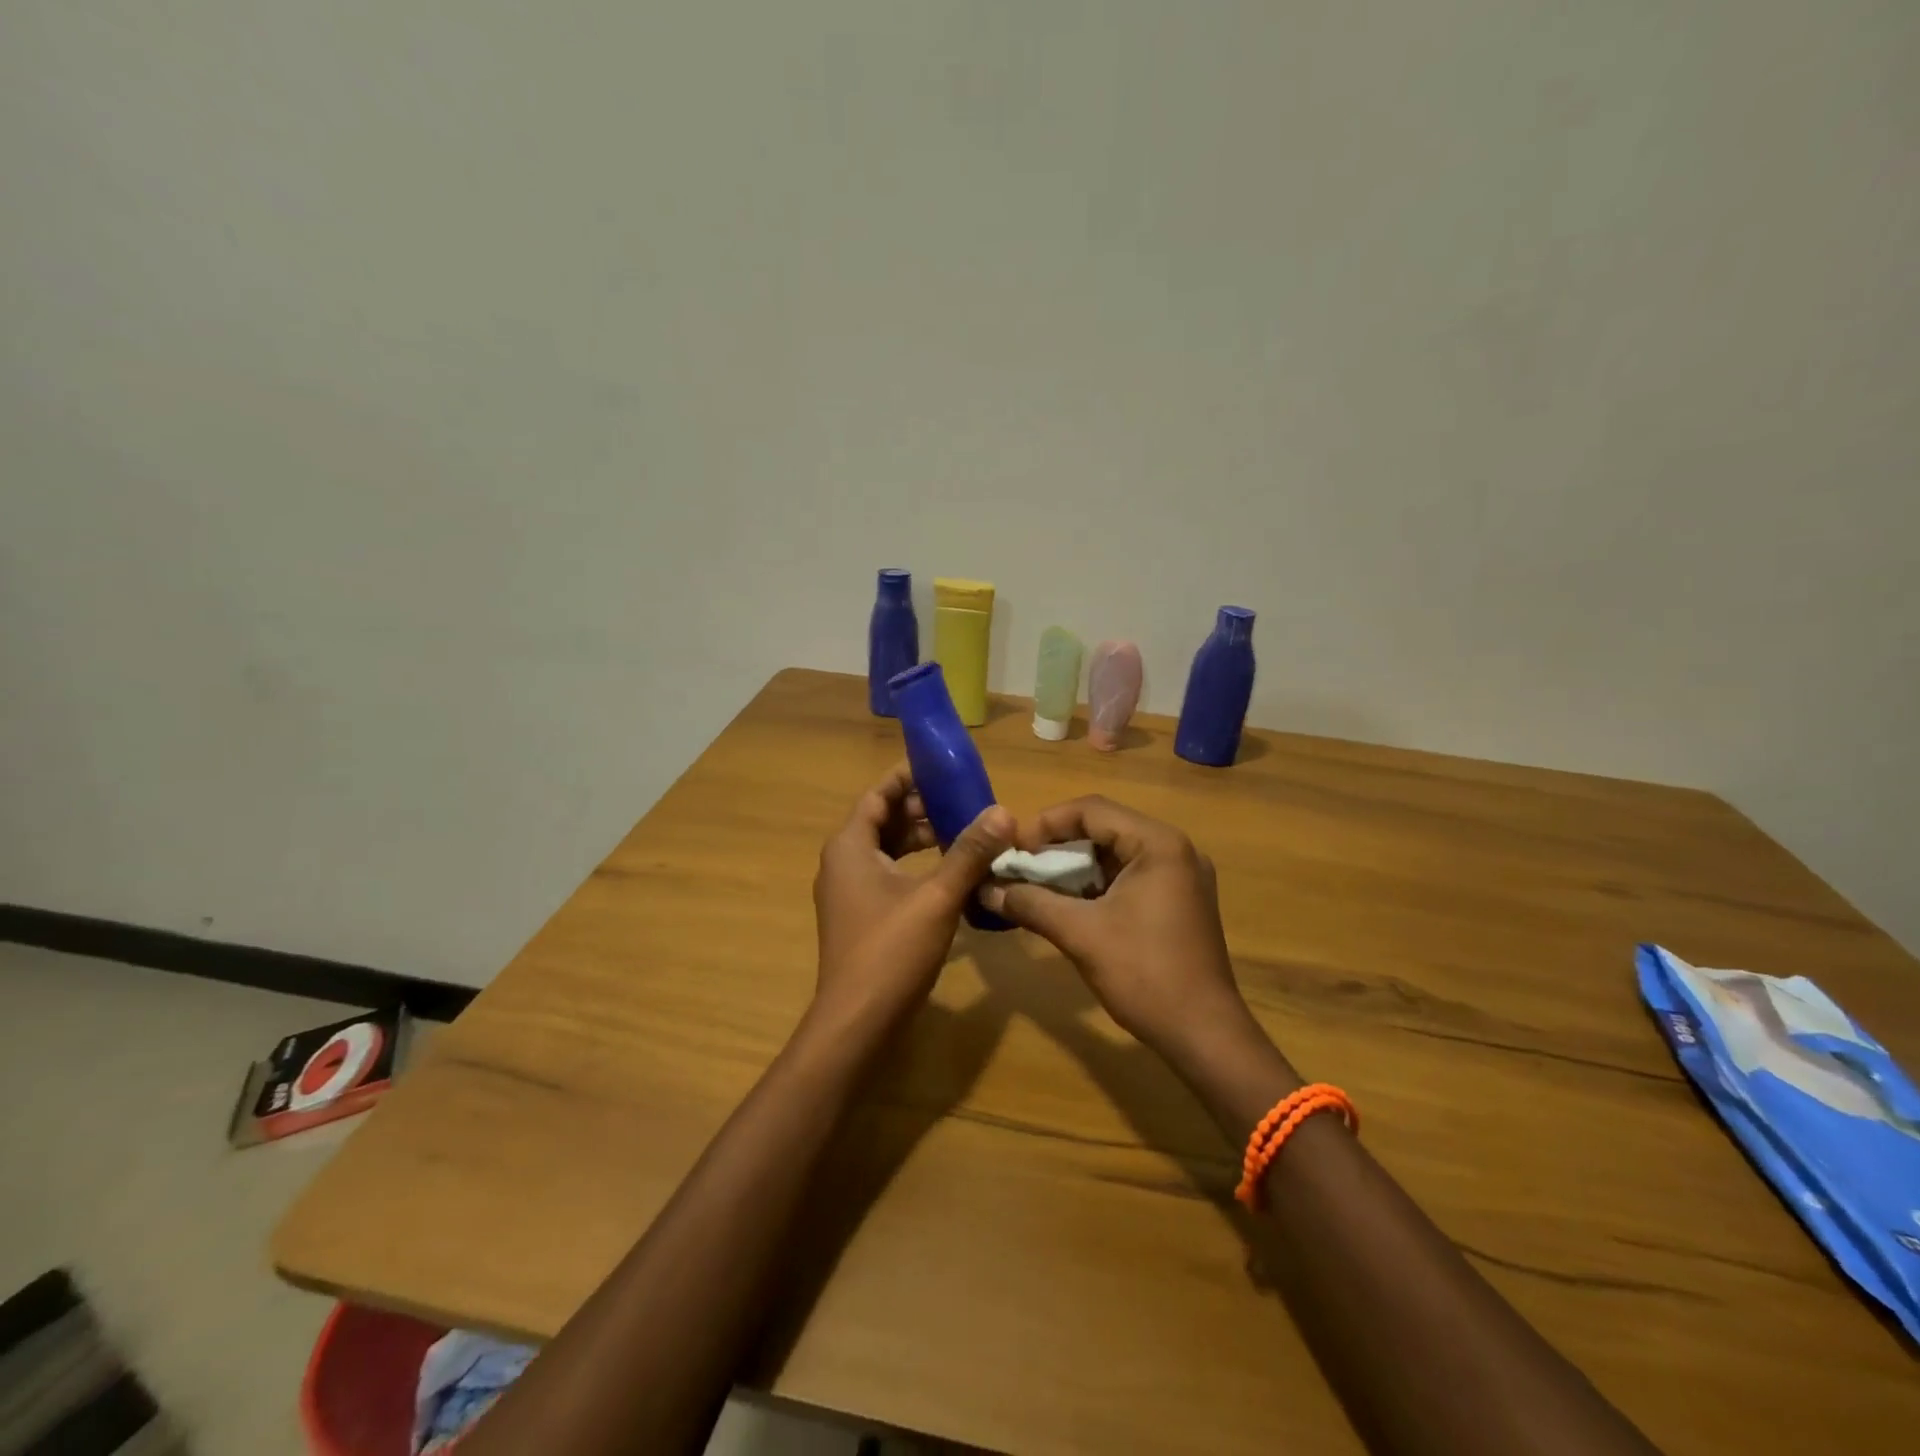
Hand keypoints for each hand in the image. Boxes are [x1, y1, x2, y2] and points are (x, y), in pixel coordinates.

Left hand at [811, 763, 1011, 1032]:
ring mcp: (849, 892)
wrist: (857, 1023)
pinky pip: (888, 875)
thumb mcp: (937, 897)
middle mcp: (843, 862)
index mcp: (850, 846)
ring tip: (963, 833)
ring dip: (921, 839)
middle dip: (921, 809)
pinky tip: (948, 874)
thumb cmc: (891, 950)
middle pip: (883, 820)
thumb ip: (969, 853)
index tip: (942, 767)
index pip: (878, 794)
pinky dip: (915, 866)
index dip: (908, 777)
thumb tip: (1003, 812)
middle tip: (964, 802)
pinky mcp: (861, 916)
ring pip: (886, 850)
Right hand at [979, 796, 1266, 1068]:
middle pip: (1104, 828)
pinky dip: (1096, 884)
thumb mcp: (1080, 934)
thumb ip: (1030, 903)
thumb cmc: (1144, 974)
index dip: (1046, 824)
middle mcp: (1175, 849)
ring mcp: (1181, 876)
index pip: (1092, 810)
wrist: (1203, 1035)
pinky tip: (1067, 904)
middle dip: (1058, 845)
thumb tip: (986, 889)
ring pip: (1115, 854)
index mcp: (1159, 844)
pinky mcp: (1179, 901)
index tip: (1013, 849)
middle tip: (1020, 865)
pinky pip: (1129, 877)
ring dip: (1075, 866)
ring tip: (1036, 884)